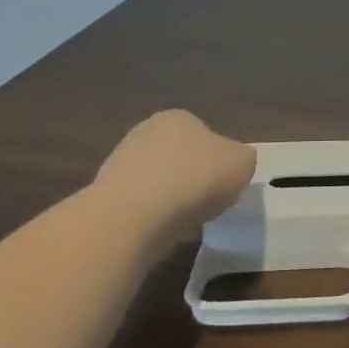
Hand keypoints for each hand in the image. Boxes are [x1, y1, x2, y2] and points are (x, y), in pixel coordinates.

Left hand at [95, 110, 256, 232]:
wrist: (135, 214)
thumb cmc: (196, 178)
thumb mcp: (243, 163)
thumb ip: (241, 159)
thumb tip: (232, 164)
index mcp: (178, 117)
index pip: (203, 133)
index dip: (218, 158)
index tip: (225, 182)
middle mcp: (145, 132)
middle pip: (178, 156)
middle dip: (192, 176)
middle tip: (209, 201)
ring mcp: (120, 163)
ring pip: (157, 181)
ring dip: (171, 197)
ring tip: (187, 220)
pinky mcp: (105, 196)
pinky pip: (140, 205)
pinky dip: (153, 216)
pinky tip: (163, 230)